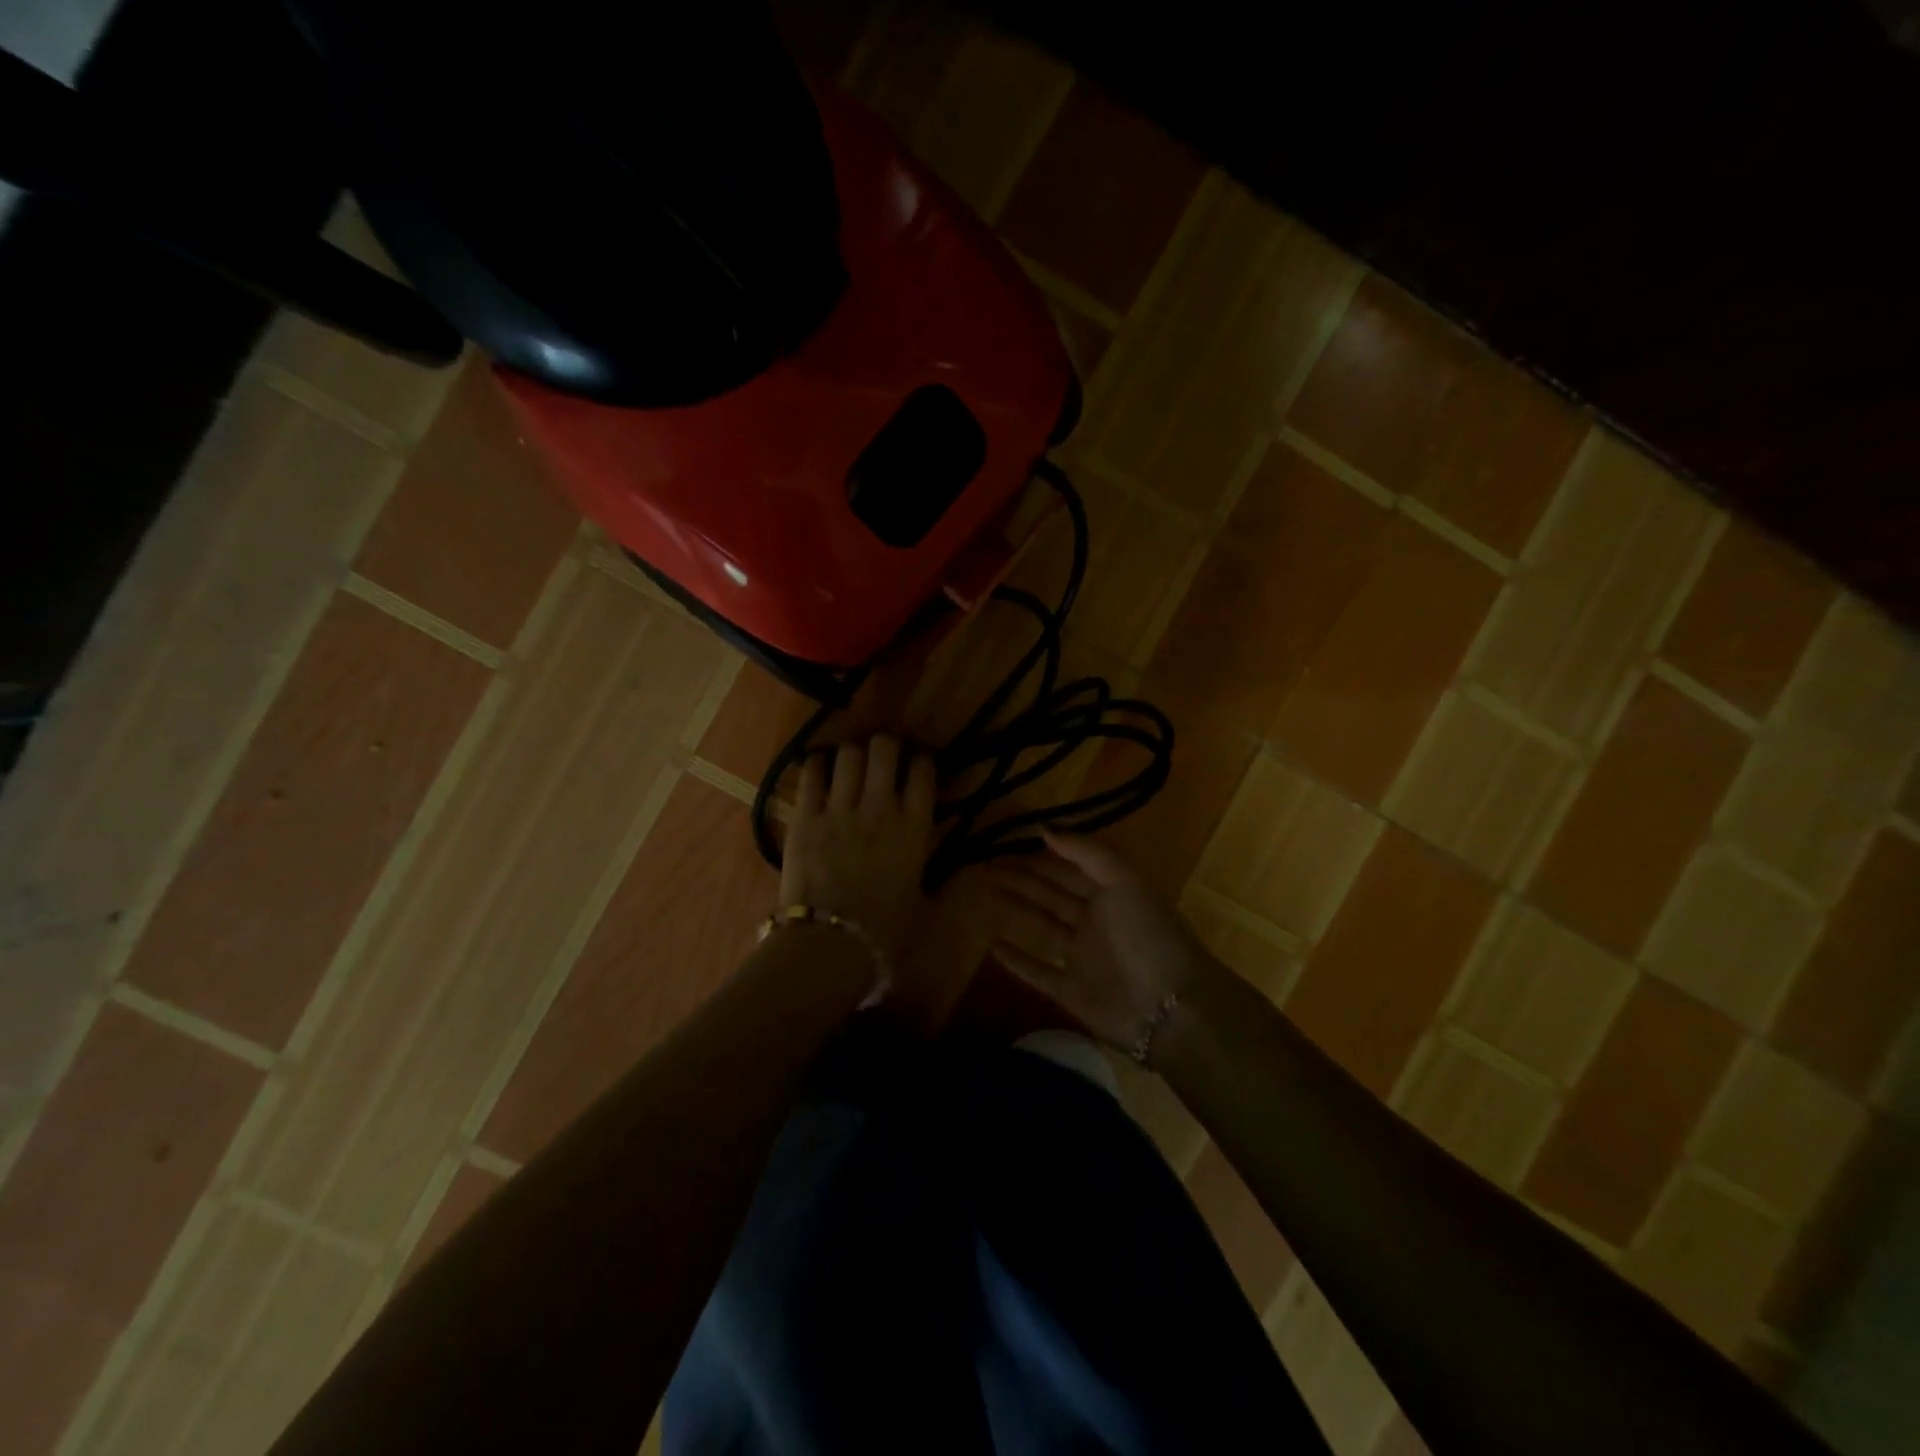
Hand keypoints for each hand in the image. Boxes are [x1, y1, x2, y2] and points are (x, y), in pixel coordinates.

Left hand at [782, 735, 936, 967]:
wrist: (830, 946)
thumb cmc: (885, 934)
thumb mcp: (928, 908)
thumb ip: (948, 883)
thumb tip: (973, 874)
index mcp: (914, 828)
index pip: (922, 772)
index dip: (921, 760)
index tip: (917, 763)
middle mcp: (880, 807)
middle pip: (885, 749)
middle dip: (886, 745)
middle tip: (883, 756)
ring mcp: (839, 809)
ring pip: (849, 754)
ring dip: (853, 751)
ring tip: (852, 759)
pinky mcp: (805, 816)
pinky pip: (811, 773)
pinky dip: (818, 763)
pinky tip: (820, 766)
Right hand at [987, 833, 1214, 1050]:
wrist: (1171, 1007)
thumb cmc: (1149, 935)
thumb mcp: (1124, 880)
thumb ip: (1086, 852)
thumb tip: (1044, 828)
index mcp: (1112, 893)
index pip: (1069, 868)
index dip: (1040, 856)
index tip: (1008, 842)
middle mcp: (1096, 921)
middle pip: (1051, 893)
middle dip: (1022, 878)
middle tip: (986, 866)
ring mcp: (1082, 957)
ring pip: (1043, 926)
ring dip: (1017, 909)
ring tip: (988, 893)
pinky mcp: (1071, 991)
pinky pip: (1038, 972)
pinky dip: (1017, 960)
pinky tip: (993, 946)